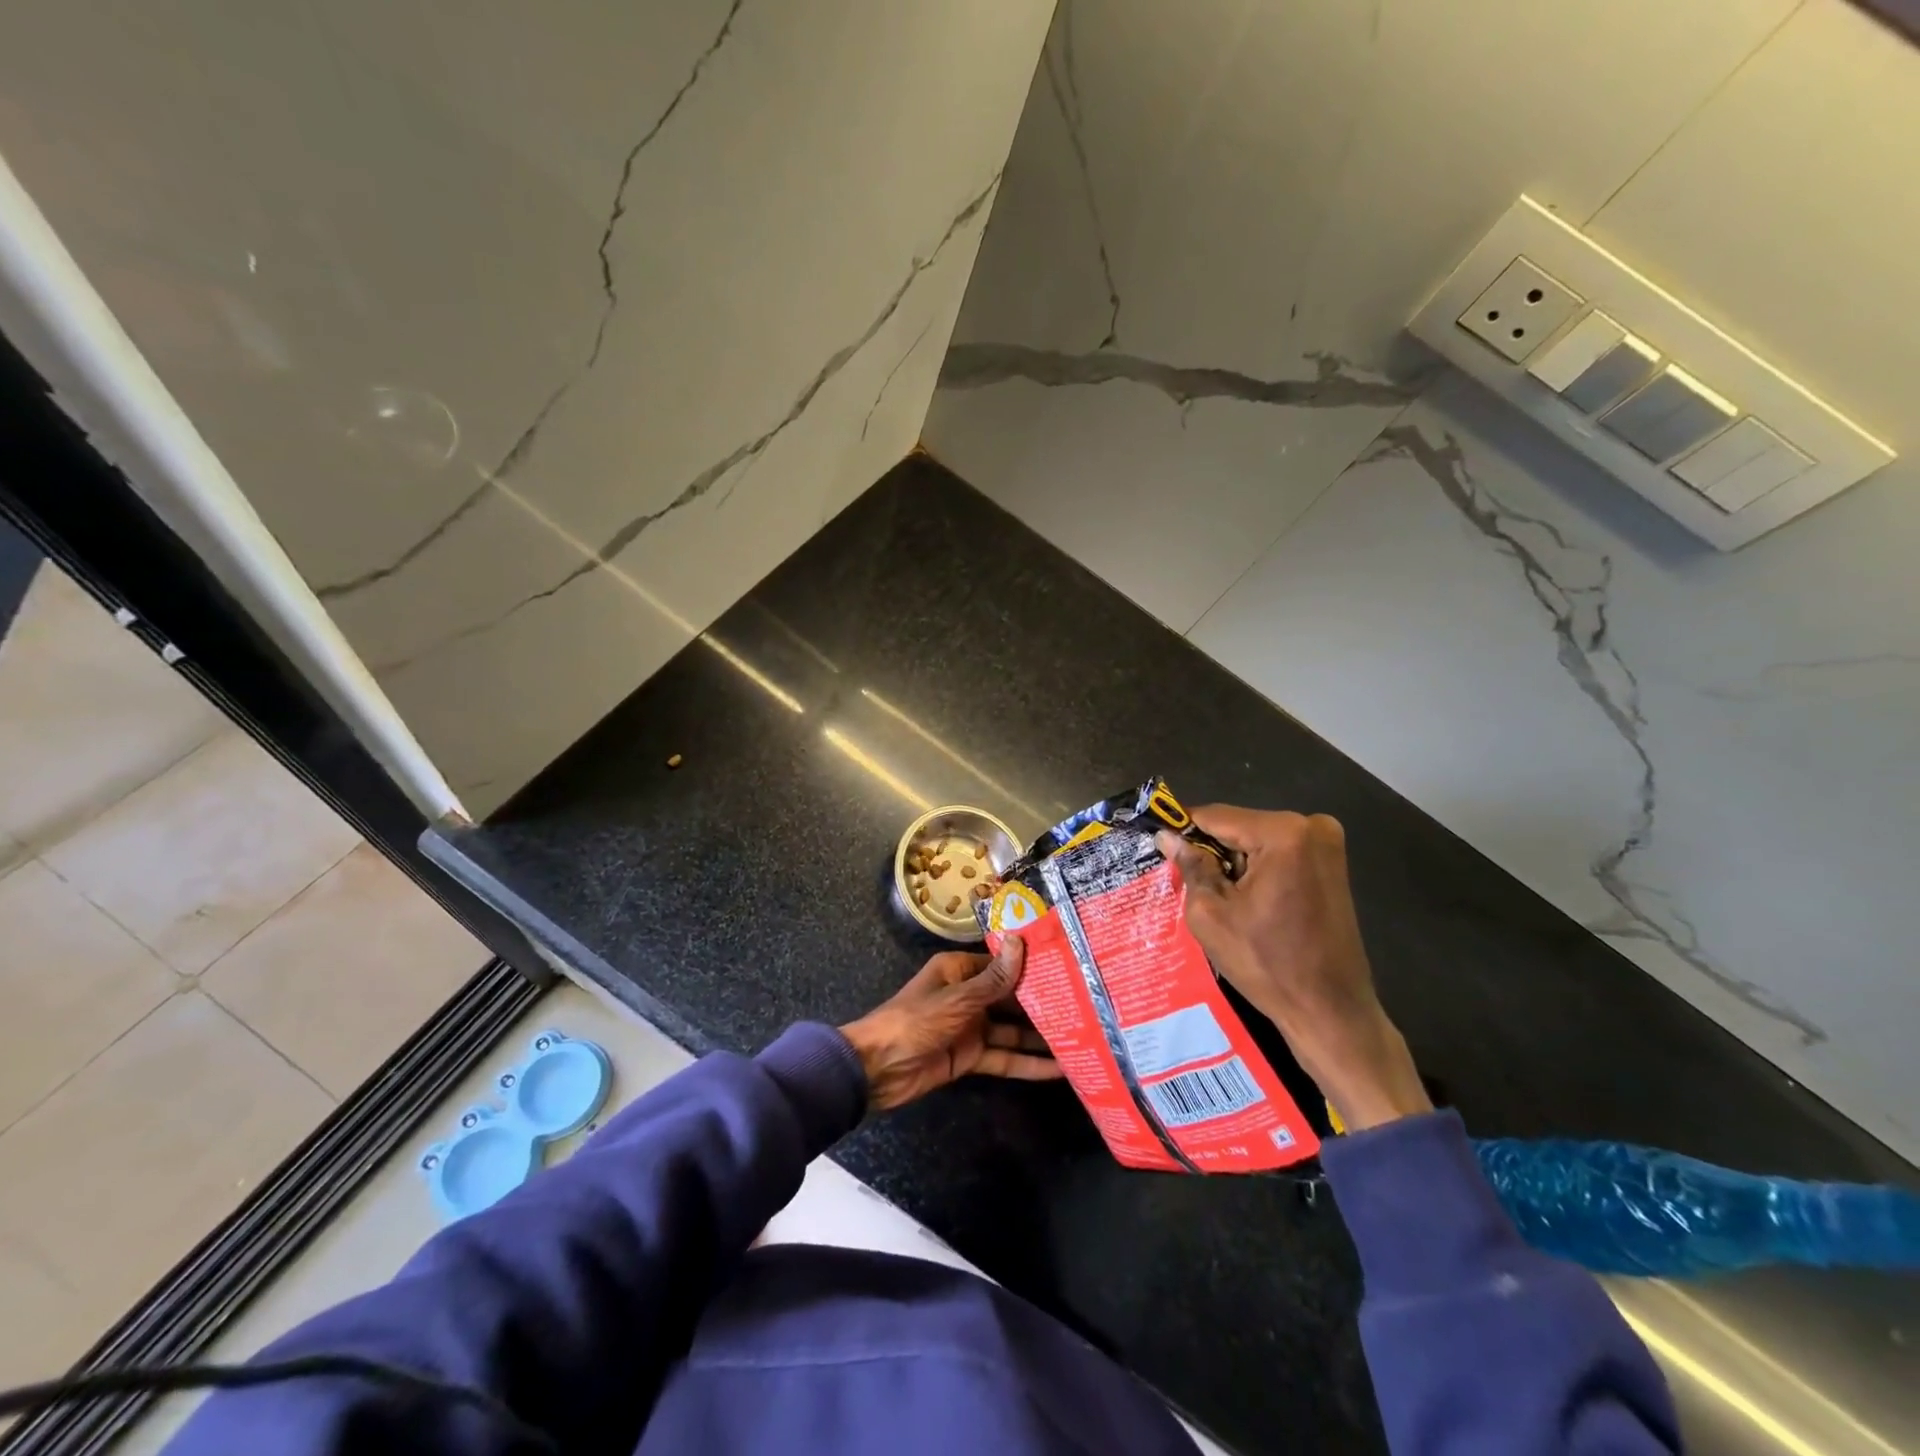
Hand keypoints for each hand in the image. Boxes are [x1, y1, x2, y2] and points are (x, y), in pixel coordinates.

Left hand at [838, 935, 1063, 1112]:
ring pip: (1012, 1030)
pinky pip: (1004, 1058)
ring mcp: (971, 1027)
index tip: (1067, 966)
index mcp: (959, 970)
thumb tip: (1021, 941)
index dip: (1032, 965)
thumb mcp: (958, 999)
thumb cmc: (915, 1022)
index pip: (1002, 963)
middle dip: (1043, 1002)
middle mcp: (968, 994)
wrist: (877, 1070)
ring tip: (1083, 1037)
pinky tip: (1059, 1069)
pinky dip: (1028, 1064)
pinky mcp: (970, 1057)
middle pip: (1011, 997)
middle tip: (1086, 1005)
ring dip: (1041, 1036)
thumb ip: (995, 979)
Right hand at [1156, 808, 1429, 1131]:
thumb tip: (1167, 837)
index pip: (1214, 816)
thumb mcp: (1211, 914)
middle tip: (1190, 884)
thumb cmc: (1267, 963)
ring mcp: (1327, 844)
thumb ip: (1190, 866)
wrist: (1330, 1011)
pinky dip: (1257, 869)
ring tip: (1220, 899)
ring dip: (1234, 861)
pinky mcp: (1332, 864)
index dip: (1182, 830)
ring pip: (1256, 839)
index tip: (1158, 846)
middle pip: (1238, 825)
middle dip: (1211, 850)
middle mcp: (1311, 826)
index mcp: (1282, 833)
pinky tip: (1248, 902)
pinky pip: (1278, 853)